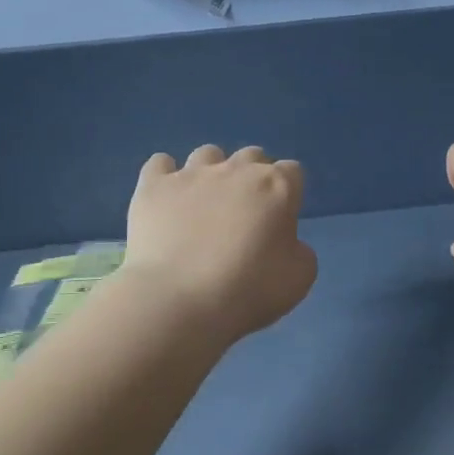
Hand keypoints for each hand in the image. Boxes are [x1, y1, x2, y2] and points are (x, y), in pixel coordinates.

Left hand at [120, 145, 317, 342]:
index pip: (292, 172)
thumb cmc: (247, 290)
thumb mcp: (299, 278)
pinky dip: (166, 176)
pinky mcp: (153, 185)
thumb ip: (299, 250)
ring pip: (208, 154)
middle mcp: (236, 170)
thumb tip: (285, 242)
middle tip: (245, 213)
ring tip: (204, 204)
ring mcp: (192, 174)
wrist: (178, 300)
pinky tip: (167, 199)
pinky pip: (160, 163)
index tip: (281, 219)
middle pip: (252, 156)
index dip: (289, 193)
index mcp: (277, 187)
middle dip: (253, 177)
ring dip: (212, 172)